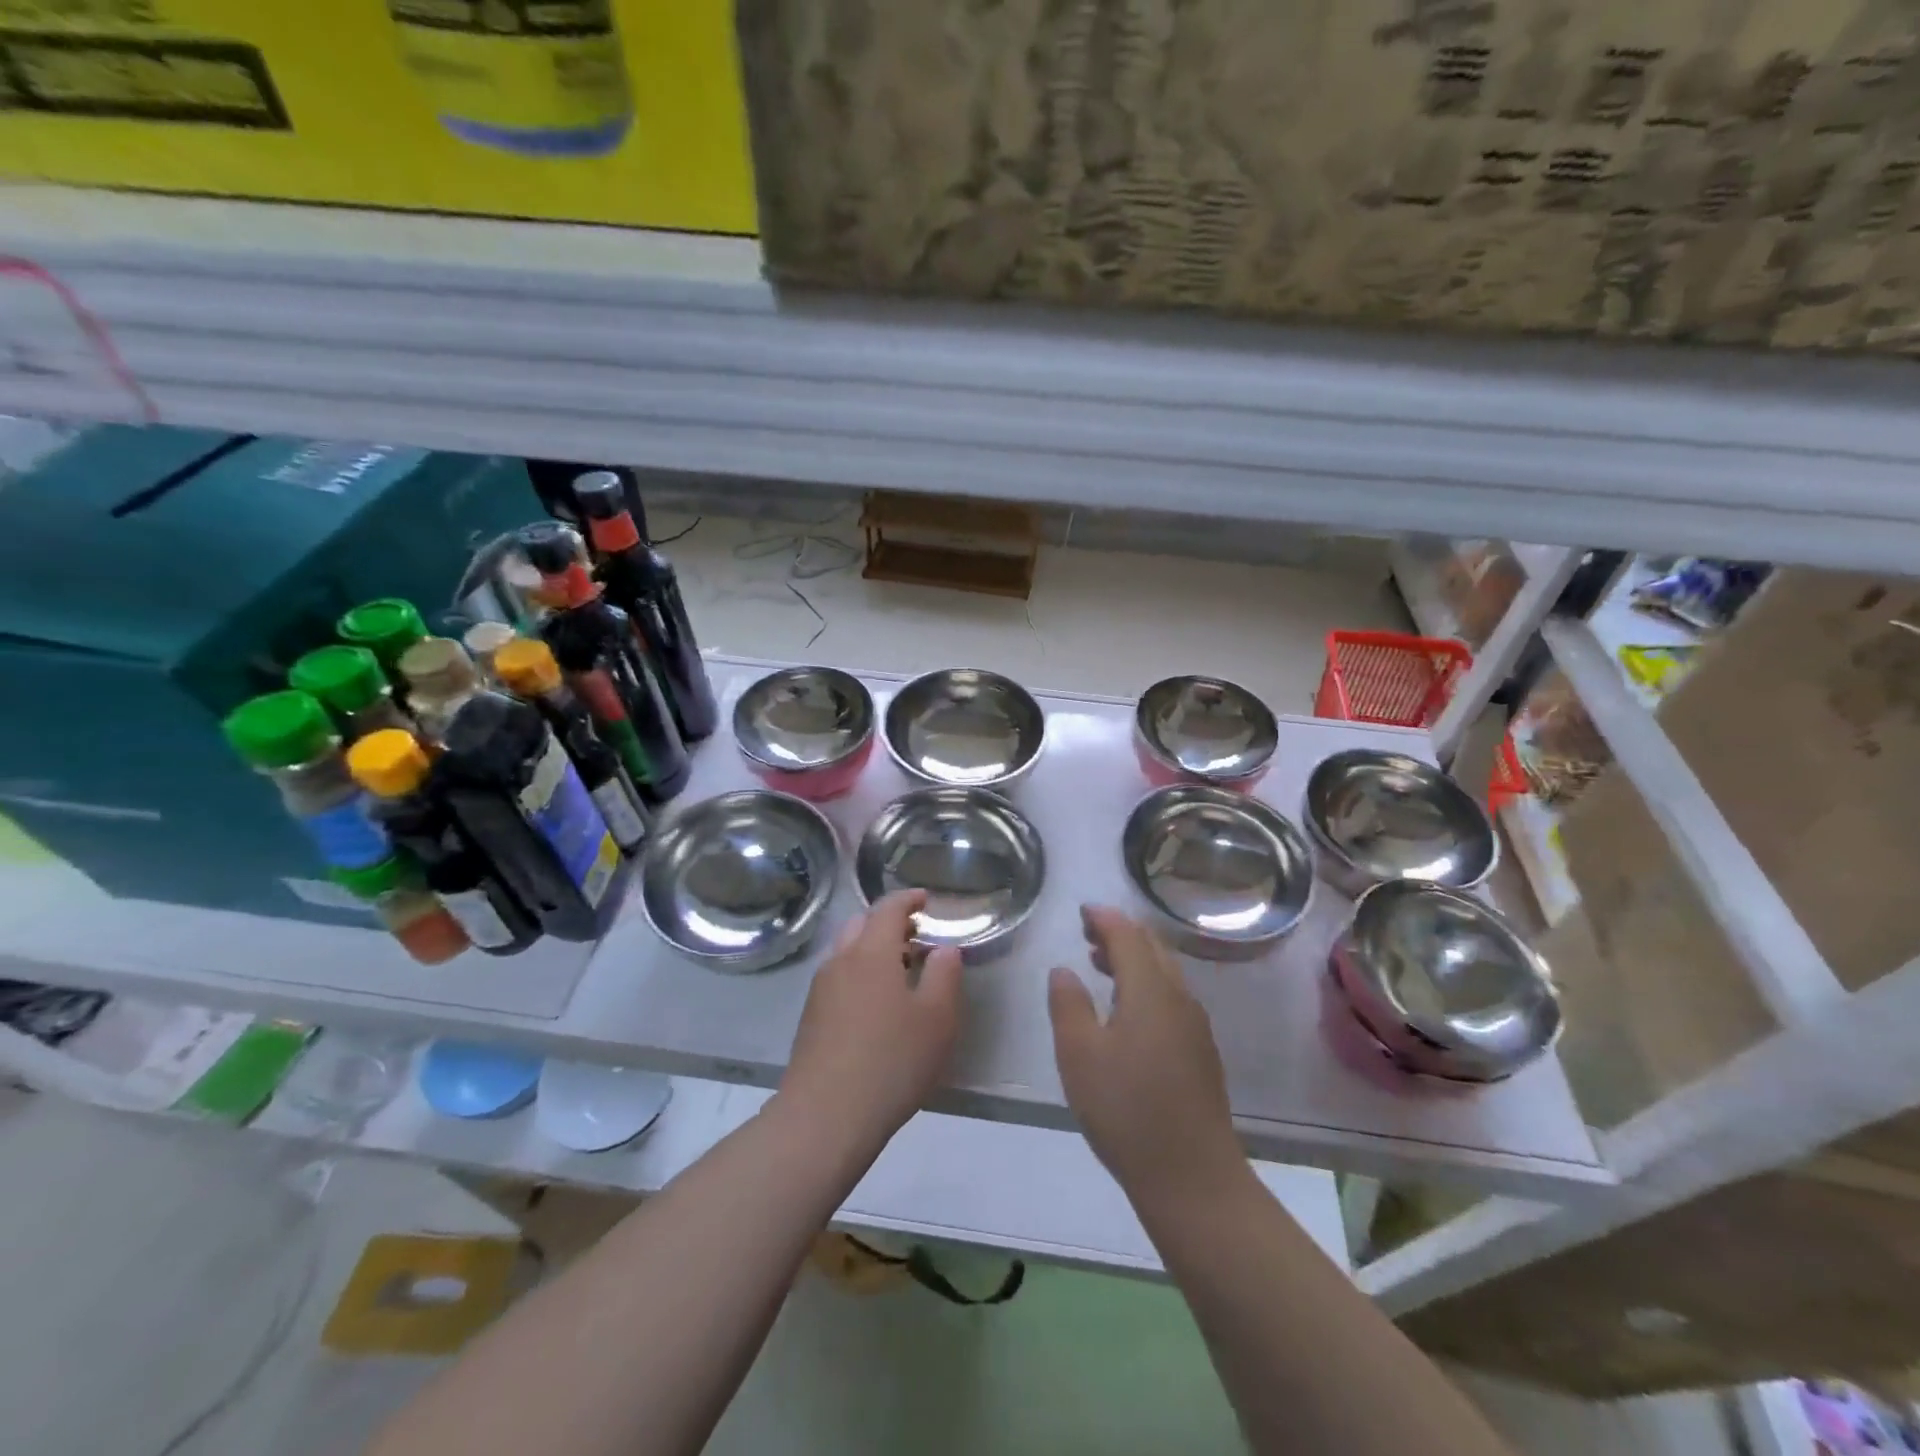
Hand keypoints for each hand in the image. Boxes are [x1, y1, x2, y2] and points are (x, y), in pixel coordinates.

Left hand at [779, 890, 963, 1157]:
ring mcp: (820, 990)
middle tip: (915, 936)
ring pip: (847, 952)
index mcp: (871, 952)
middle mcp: (840, 961)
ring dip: (872, 950)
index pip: (887, 908)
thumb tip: (944, 949)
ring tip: (900, 972)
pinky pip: (838, 978)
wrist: (824, 1116)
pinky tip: (876, 1006)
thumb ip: (944, 975)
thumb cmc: (891, 1061)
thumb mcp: (937, 1019)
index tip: (925, 899)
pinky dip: (859, 974)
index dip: (908, 899)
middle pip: (861, 925)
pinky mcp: (811, 1018)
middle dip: (888, 923)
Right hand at [1049, 905, 1246, 1205]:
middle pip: (1153, 947)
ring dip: (1134, 959)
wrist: (1193, 1177)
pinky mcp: (1200, 1052)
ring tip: (1101, 965)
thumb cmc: (1127, 1110)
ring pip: (1165, 972)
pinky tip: (1128, 1010)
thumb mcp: (1079, 1055)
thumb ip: (1068, 1004)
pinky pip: (1171, 997)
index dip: (1104, 918)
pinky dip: (1146, 984)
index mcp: (1150, 990)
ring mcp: (1195, 1025)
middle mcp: (1179, 997)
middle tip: (1089, 932)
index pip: (1128, 935)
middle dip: (1121, 933)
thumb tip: (1064, 970)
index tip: (1082, 911)